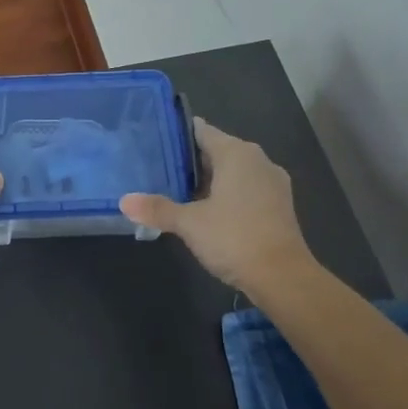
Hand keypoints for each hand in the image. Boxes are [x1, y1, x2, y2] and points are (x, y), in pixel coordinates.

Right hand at [120, 118, 314, 293]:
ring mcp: (272, 183)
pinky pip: (245, 189)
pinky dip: (226, 194)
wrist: (283, 277)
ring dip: (208, 180)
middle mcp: (258, 160)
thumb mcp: (189, 223)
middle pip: (217, 150)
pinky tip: (205, 211)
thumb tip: (124, 201)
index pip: (202, 131)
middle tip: (157, 168)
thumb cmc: (234, 238)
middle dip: (189, 160)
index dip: (177, 134)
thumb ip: (157, 209)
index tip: (154, 140)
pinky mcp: (278, 205)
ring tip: (175, 190)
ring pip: (232, 171)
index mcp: (237, 153)